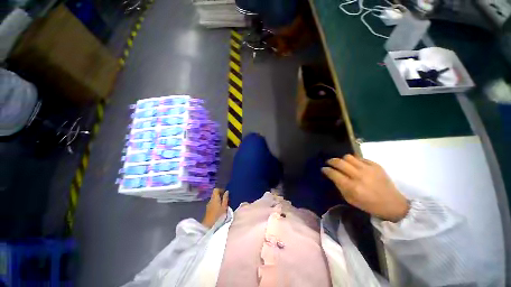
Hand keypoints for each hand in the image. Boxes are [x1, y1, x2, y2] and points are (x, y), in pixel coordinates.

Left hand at [201, 189, 228, 227]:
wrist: (209, 226)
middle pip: (214, 194)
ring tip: (224, 204)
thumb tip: (227, 191)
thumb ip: (225, 198)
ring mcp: (208, 205)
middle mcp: (210, 200)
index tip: (225, 193)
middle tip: (226, 199)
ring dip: (218, 200)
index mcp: (214, 198)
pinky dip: (216, 204)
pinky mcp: (208, 210)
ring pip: (213, 199)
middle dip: (220, 195)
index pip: (216, 189)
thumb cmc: (218, 216)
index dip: (221, 190)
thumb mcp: (224, 206)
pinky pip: (212, 203)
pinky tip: (220, 209)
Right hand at [322, 155, 408, 221]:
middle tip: (329, 163)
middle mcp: (359, 176)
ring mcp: (368, 169)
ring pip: (348, 157)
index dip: (326, 170)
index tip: (323, 169)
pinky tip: (354, 165)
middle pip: (339, 162)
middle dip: (331, 161)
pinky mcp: (376, 165)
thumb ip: (339, 186)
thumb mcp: (350, 199)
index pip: (333, 173)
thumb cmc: (368, 205)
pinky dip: (354, 160)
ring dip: (342, 159)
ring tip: (342, 163)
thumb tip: (332, 175)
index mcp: (352, 187)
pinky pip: (360, 158)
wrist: (393, 204)